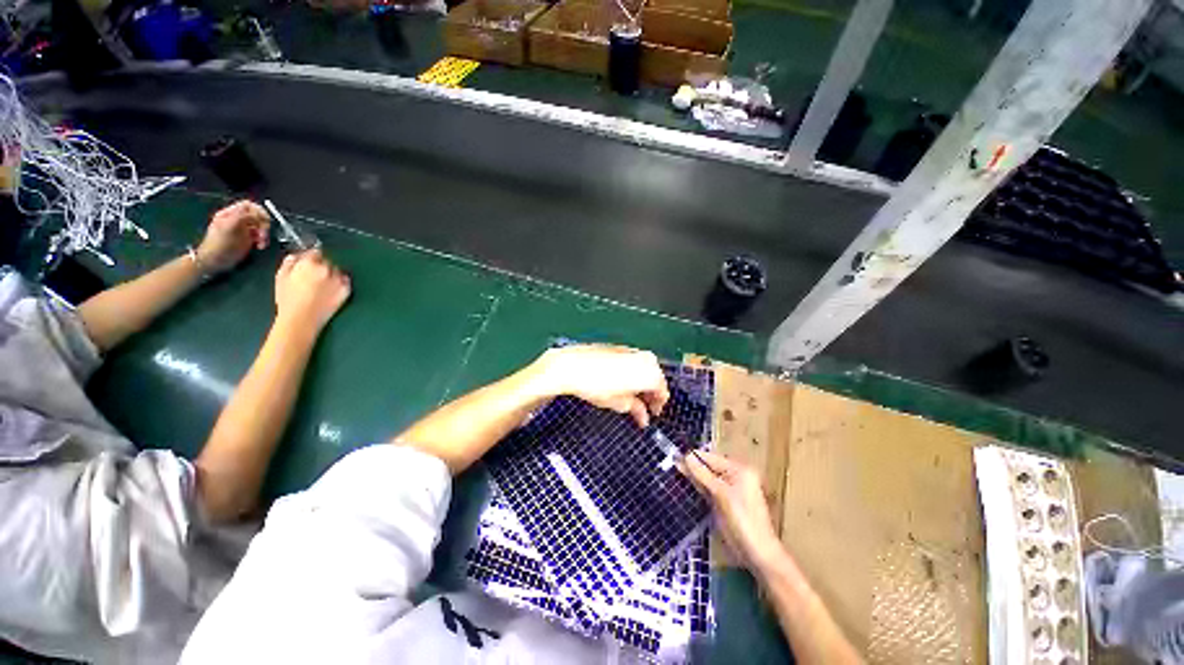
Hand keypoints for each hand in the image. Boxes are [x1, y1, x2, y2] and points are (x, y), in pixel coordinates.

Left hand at [196, 201, 269, 273]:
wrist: (214, 262)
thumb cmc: (219, 245)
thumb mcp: (228, 228)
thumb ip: (241, 217)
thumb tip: (257, 214)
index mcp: (230, 214)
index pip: (249, 206)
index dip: (259, 211)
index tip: (264, 221)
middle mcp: (238, 220)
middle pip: (257, 215)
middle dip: (263, 225)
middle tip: (263, 235)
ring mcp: (244, 230)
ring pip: (261, 226)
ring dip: (265, 234)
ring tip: (262, 243)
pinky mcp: (248, 239)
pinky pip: (261, 235)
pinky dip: (263, 240)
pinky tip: (260, 246)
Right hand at [274, 249, 351, 331]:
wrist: (302, 320)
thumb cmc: (288, 300)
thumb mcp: (281, 277)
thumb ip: (290, 262)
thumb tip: (296, 256)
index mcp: (309, 263)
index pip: (315, 252)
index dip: (311, 257)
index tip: (310, 261)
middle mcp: (327, 269)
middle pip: (327, 261)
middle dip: (321, 266)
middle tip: (313, 276)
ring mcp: (339, 280)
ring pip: (337, 271)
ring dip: (332, 274)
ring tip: (322, 286)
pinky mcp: (347, 290)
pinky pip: (346, 282)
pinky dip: (340, 283)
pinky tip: (330, 291)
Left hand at [533, 345, 669, 427]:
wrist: (573, 366)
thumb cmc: (596, 386)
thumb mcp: (619, 403)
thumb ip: (636, 409)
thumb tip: (643, 417)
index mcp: (650, 373)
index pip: (663, 390)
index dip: (659, 403)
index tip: (653, 412)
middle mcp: (645, 358)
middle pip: (655, 377)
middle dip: (651, 392)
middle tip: (644, 406)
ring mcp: (632, 351)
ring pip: (645, 368)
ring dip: (642, 382)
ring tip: (632, 395)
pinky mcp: (620, 347)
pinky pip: (634, 361)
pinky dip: (633, 372)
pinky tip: (622, 382)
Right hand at [682, 449, 783, 571]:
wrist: (758, 553)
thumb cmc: (742, 520)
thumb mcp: (721, 494)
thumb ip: (703, 474)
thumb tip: (687, 456)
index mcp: (739, 471)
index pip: (712, 458)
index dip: (694, 457)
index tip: (675, 455)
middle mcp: (735, 477)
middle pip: (710, 467)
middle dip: (693, 466)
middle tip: (672, 463)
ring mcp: (730, 491)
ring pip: (708, 479)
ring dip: (694, 477)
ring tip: (674, 470)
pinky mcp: (725, 503)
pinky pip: (709, 490)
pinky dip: (699, 487)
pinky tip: (686, 484)